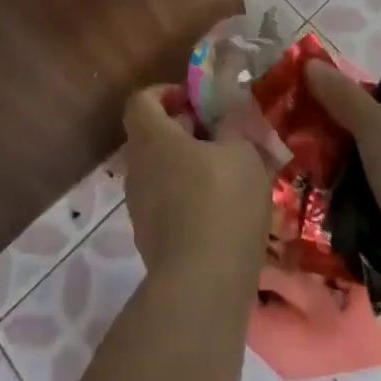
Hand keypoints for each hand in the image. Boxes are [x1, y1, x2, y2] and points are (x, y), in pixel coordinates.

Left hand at [121, 85, 271, 283]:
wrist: (202, 288)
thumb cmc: (222, 202)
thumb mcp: (242, 152)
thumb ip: (234, 125)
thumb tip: (230, 112)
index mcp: (152, 138)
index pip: (142, 101)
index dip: (166, 93)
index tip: (195, 101)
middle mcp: (137, 168)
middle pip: (151, 137)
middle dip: (184, 132)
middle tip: (222, 137)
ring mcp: (140, 208)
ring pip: (160, 172)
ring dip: (188, 167)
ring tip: (229, 176)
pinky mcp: (151, 241)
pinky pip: (167, 205)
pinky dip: (188, 200)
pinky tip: (222, 213)